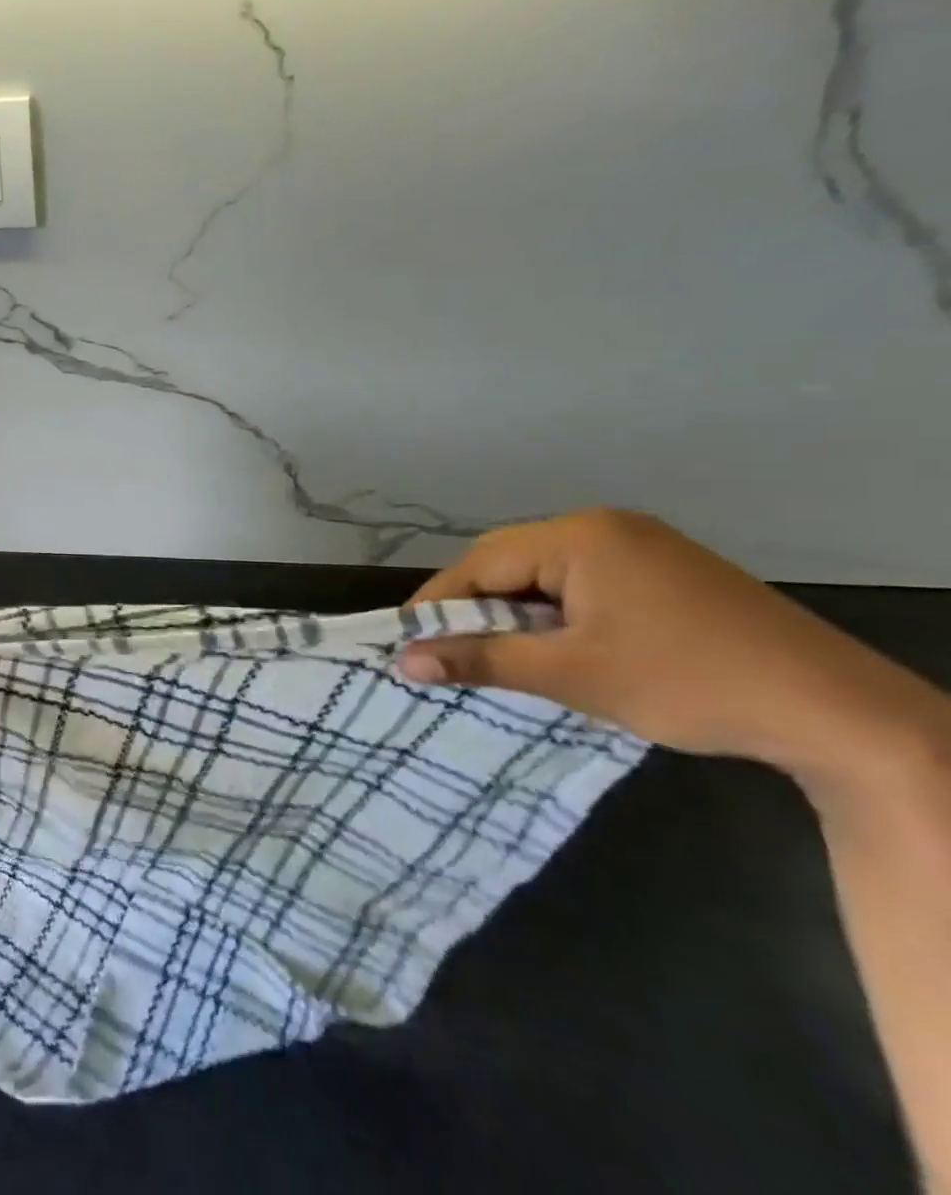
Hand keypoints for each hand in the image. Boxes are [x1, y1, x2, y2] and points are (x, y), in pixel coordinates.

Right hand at [397, 509, 944, 792]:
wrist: (840, 715)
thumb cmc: (687, 682)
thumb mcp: (571, 675)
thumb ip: (480, 660)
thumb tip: (402, 663)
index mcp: (580, 536)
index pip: (481, 563)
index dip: (439, 603)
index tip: (409, 643)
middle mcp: (605, 527)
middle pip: (510, 562)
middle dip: (477, 608)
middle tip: (451, 653)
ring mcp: (640, 546)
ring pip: (545, 574)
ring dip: (516, 613)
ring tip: (502, 655)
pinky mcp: (665, 572)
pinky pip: (582, 583)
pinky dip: (556, 613)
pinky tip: (558, 647)